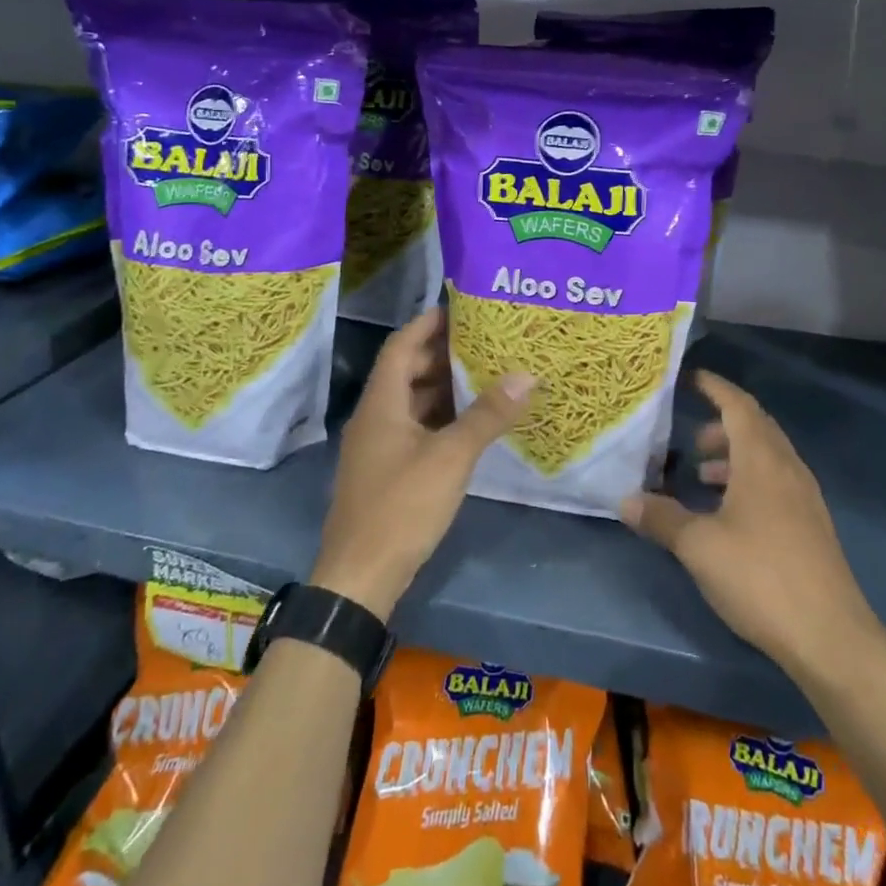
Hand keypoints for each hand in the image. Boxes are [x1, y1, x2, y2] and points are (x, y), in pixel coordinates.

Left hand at [311, 307, 532, 620]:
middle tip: (485, 340)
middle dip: (443, 353)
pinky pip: (415, 428)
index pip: (401, 345)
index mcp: (382, 403)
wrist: (360, 578)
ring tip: (486, 373)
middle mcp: (375, 417)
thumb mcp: (451, 457)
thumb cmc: (402, 506)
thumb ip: (487, 415)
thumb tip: (526, 374)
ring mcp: (378, 447)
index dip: (428, 323)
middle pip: (407, 371)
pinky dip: (441, 417)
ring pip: (412, 402)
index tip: (462, 308)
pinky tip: (471, 422)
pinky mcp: (387, 471)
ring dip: (444, 386)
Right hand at [619, 371, 875, 677]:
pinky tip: (728, 514)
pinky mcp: (811, 525)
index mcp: (763, 459)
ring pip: (766, 458)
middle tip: (687, 440)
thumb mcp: (699, 546)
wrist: (829, 636)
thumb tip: (626, 500)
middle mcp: (788, 467)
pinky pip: (776, 483)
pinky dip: (748, 481)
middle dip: (720, 425)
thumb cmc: (760, 576)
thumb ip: (661, 519)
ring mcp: (805, 497)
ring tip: (702, 476)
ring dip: (734, 457)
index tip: (689, 378)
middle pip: (755, 428)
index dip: (714, 387)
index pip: (737, 405)